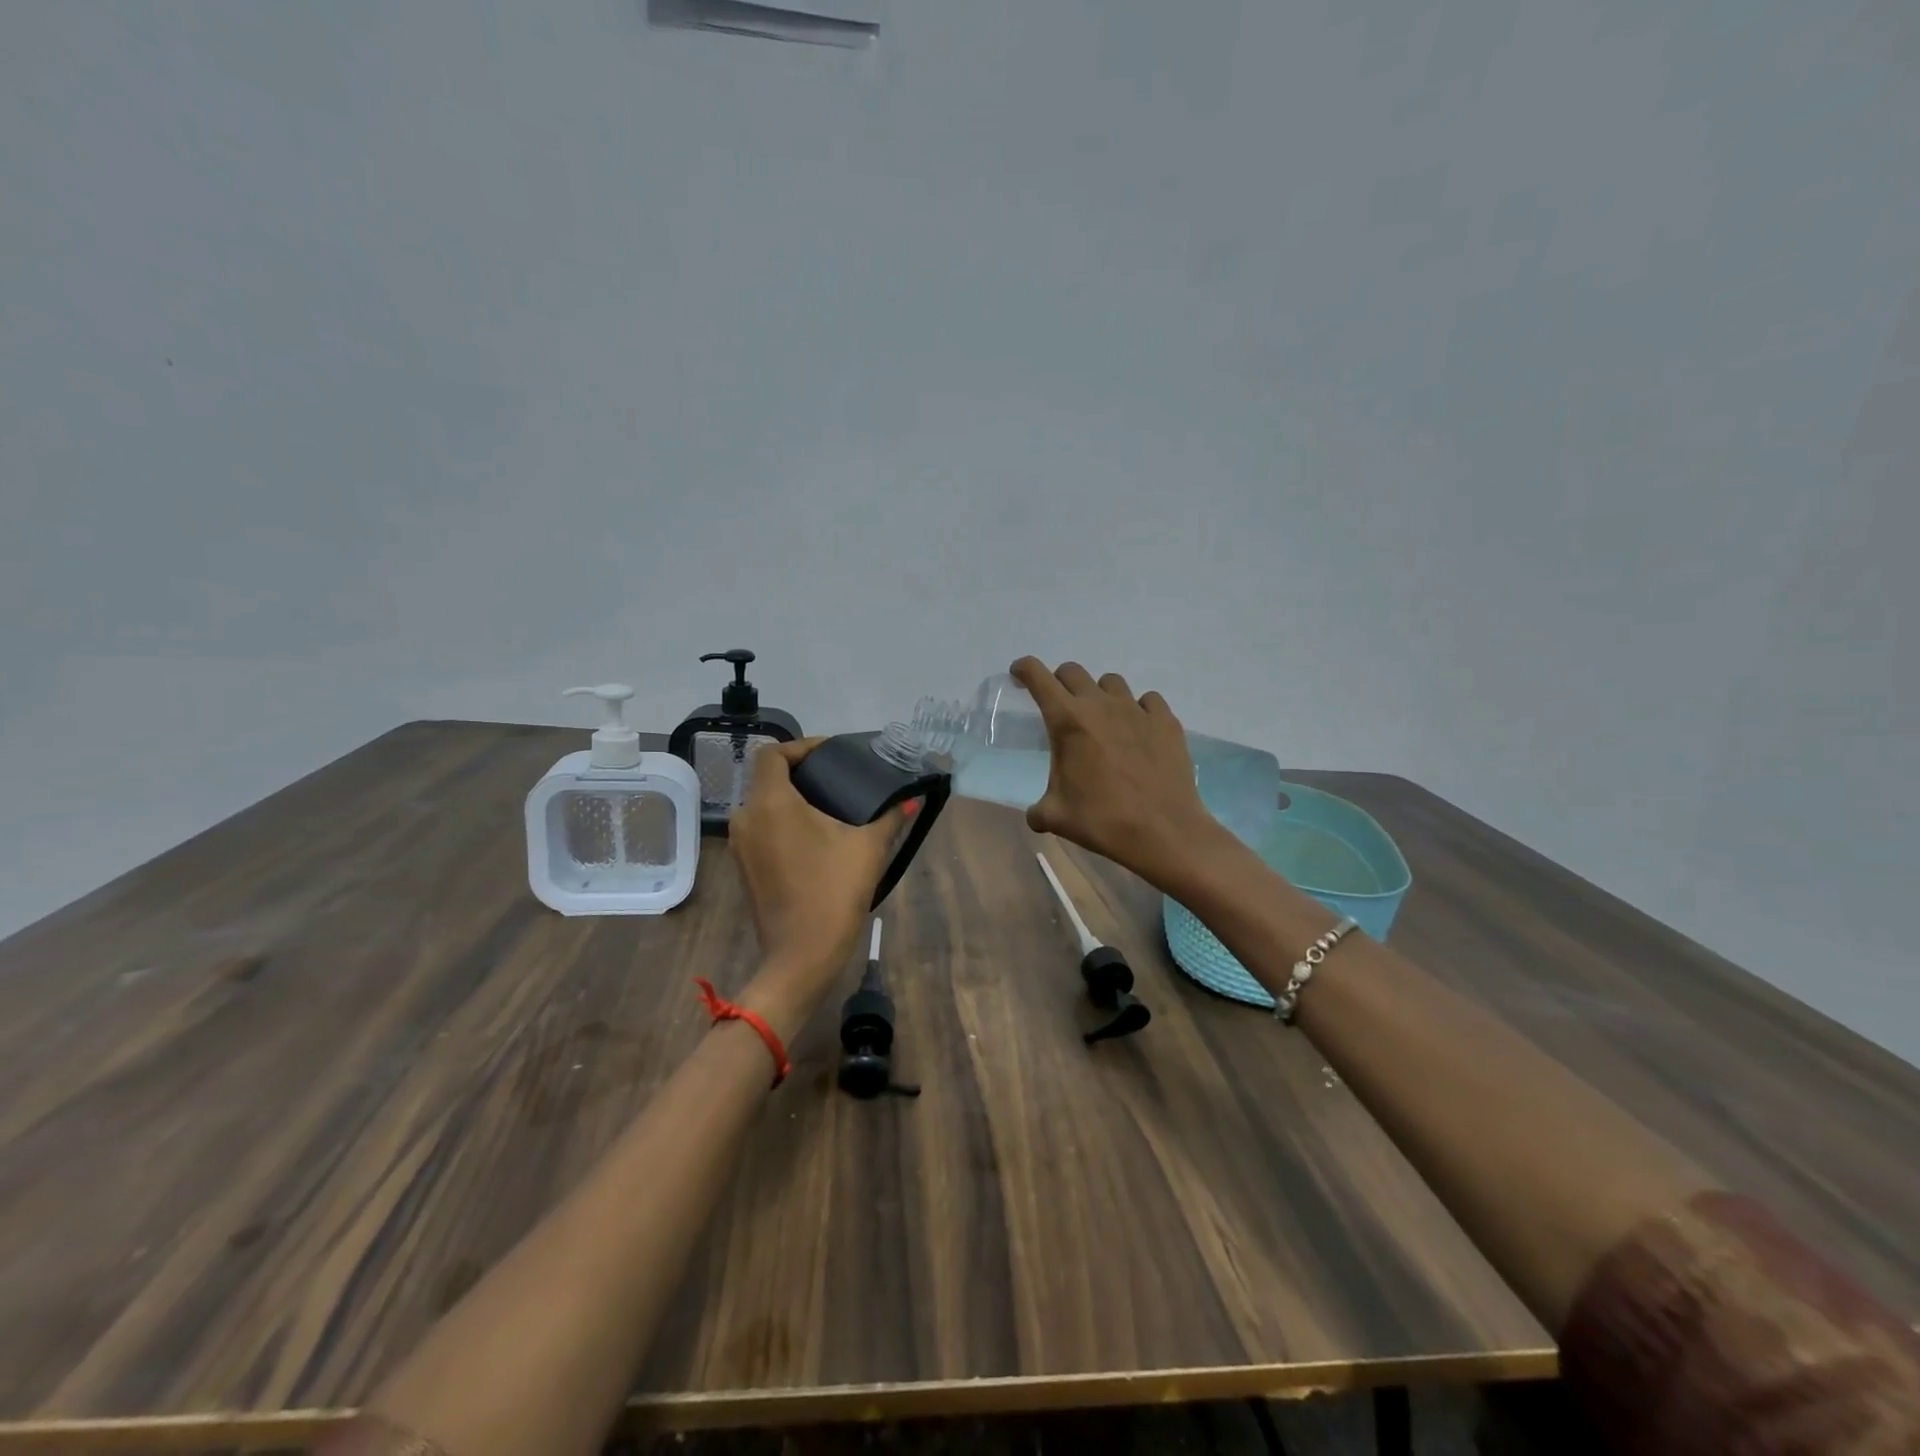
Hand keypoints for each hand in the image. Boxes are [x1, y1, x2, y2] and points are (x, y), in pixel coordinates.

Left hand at [728, 739, 906, 1034]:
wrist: (801, 956)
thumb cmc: (833, 892)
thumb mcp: (868, 848)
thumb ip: (889, 816)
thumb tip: (910, 798)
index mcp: (770, 803)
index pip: (772, 753)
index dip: (801, 746)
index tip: (831, 753)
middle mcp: (746, 817)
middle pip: (767, 778)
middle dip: (801, 772)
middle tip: (838, 777)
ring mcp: (741, 845)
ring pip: (764, 804)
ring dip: (793, 799)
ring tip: (831, 805)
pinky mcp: (744, 867)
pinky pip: (762, 829)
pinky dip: (784, 822)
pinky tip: (815, 836)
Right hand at [1009, 657, 1217, 888]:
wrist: (1163, 831)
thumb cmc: (1103, 821)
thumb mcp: (1055, 817)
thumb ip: (1038, 809)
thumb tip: (1036, 814)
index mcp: (1068, 721)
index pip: (1038, 677)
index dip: (1024, 669)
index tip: (1019, 674)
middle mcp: (1100, 705)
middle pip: (1073, 672)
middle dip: (1059, 682)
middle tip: (1060, 705)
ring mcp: (1137, 710)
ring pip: (1111, 682)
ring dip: (1099, 694)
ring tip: (1101, 719)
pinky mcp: (1165, 721)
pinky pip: (1147, 701)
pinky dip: (1138, 709)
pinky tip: (1137, 731)